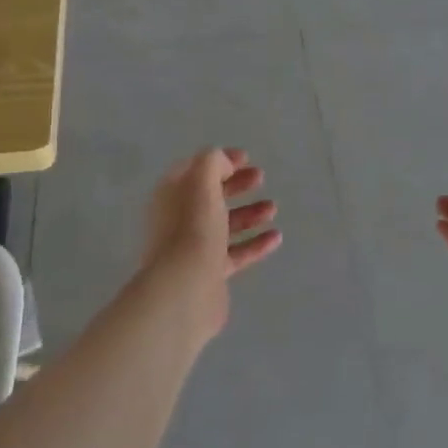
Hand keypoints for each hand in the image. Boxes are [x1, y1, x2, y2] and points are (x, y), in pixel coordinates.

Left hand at [139, 148, 280, 338]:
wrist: (185, 289)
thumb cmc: (192, 228)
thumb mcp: (202, 182)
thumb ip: (213, 162)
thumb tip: (223, 165)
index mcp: (172, 194)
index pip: (195, 168)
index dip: (220, 160)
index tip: (247, 158)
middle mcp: (179, 218)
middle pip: (211, 195)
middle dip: (237, 184)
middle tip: (261, 178)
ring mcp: (194, 247)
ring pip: (225, 224)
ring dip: (249, 213)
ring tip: (272, 209)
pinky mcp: (210, 273)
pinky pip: (235, 253)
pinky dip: (255, 243)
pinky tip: (276, 237)